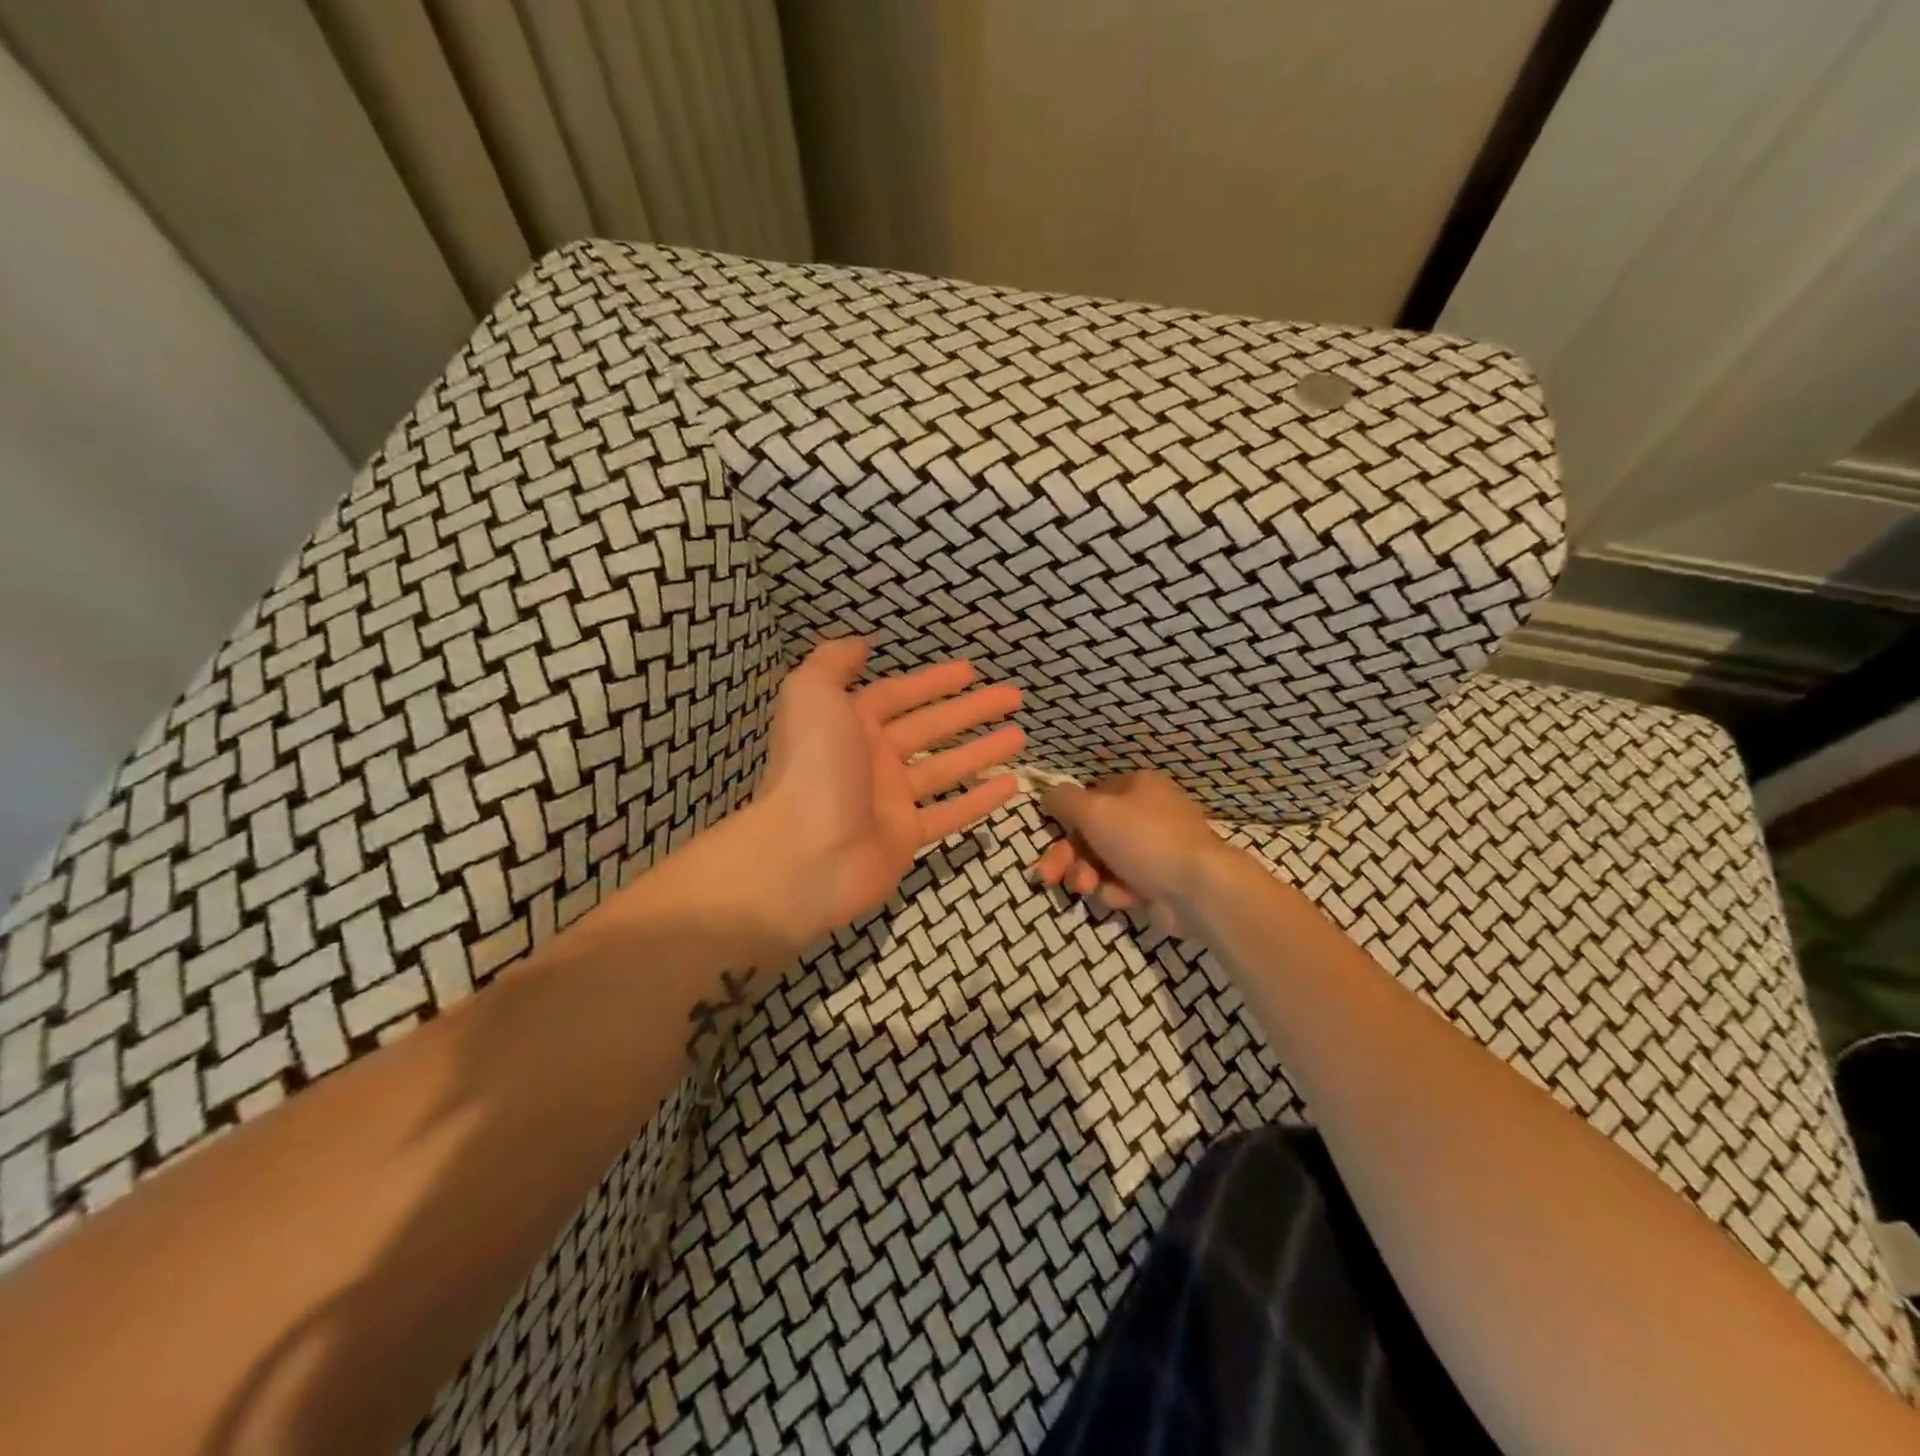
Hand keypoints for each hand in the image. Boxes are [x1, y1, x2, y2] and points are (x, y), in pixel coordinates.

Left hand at [747, 637, 1024, 944]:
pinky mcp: (905, 838)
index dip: (933, 681)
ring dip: (982, 751)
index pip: (899, 695)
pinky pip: (950, 813)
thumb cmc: (814, 767)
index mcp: (850, 723)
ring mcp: (890, 801)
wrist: (805, 854)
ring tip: (1021, 736)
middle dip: (971, 710)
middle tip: (1014, 697)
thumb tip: (860, 644)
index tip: (972, 670)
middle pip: (930, 727)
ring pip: (945, 768)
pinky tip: (1011, 785)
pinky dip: (980, 800)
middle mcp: (872, 759)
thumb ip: (833, 663)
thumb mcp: (812, 695)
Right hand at [1032, 771, 1228, 931]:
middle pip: (1092, 834)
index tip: (1048, 837)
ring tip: (1086, 889)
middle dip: (1068, 857)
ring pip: (1103, 862)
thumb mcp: (1094, 810)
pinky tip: (1123, 898)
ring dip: (1086, 876)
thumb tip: (1047, 795)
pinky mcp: (1159, 883)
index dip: (1067, 819)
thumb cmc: (1144, 838)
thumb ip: (1064, 800)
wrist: (1197, 888)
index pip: (1091, 797)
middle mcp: (1148, 814)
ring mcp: (1155, 850)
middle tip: (1049, 876)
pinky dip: (1117, 891)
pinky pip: (1124, 884)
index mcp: (1138, 787)